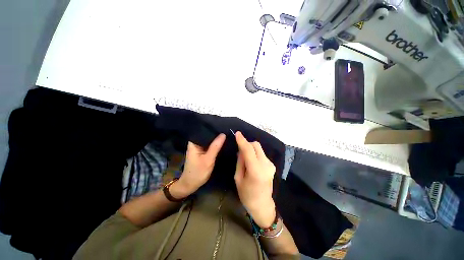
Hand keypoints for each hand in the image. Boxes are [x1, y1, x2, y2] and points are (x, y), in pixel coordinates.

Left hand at [173, 134, 225, 197]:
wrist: (191, 184)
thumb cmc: (198, 172)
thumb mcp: (208, 159)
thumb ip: (215, 147)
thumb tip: (223, 134)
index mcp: (194, 142)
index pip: (203, 130)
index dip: (212, 128)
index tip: (223, 126)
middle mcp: (195, 143)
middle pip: (206, 135)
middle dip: (216, 133)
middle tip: (227, 130)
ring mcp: (199, 147)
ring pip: (209, 140)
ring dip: (216, 139)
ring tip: (226, 134)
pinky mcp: (202, 151)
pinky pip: (209, 145)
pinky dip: (215, 144)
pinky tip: (222, 142)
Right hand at [234, 131, 275, 227]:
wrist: (263, 205)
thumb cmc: (247, 195)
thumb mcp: (238, 178)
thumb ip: (240, 162)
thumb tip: (241, 150)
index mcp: (256, 171)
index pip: (249, 150)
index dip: (242, 141)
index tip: (237, 133)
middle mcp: (266, 165)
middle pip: (256, 145)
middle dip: (247, 144)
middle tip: (240, 150)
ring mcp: (271, 165)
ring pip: (259, 148)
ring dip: (251, 149)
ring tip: (246, 158)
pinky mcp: (272, 165)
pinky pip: (261, 154)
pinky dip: (255, 153)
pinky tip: (252, 162)